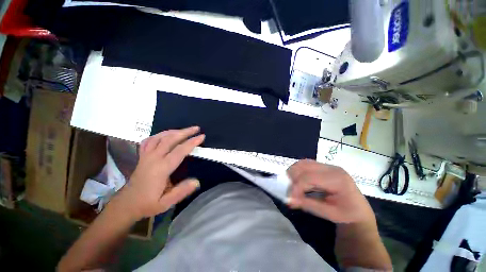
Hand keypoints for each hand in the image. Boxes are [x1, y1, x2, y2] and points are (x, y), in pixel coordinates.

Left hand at [113, 127, 204, 220]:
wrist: (127, 204)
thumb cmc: (147, 203)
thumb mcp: (165, 203)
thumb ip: (181, 192)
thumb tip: (197, 181)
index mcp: (161, 169)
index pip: (179, 151)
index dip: (192, 142)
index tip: (202, 137)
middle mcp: (153, 159)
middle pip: (170, 139)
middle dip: (185, 132)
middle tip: (196, 128)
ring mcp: (146, 156)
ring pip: (159, 137)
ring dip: (173, 131)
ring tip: (185, 130)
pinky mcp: (142, 156)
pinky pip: (149, 140)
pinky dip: (159, 135)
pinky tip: (166, 135)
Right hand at [287, 160, 374, 223]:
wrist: (359, 210)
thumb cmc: (347, 214)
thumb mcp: (329, 214)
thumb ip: (307, 205)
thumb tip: (289, 200)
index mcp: (338, 180)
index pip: (310, 177)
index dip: (297, 186)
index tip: (290, 197)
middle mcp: (332, 168)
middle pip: (304, 166)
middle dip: (293, 177)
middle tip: (290, 190)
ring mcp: (328, 165)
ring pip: (303, 163)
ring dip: (294, 173)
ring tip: (293, 185)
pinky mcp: (324, 166)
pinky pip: (306, 164)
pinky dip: (298, 171)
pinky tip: (298, 180)